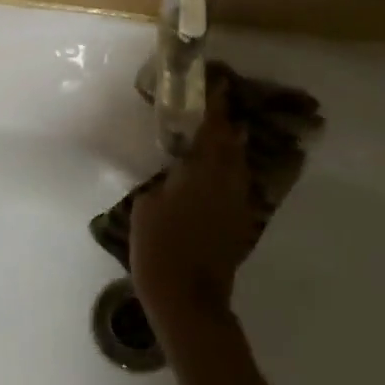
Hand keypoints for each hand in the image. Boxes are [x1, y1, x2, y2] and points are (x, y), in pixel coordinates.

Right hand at [130, 83, 257, 323]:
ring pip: (237, 166)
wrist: (188, 300)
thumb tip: (171, 173)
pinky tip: (212, 176)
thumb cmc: (160, 248)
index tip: (216, 83)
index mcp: (202, 172)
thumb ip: (162, 182)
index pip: (212, 129)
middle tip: (212, 107)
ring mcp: (237, 205)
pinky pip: (235, 187)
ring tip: (214, 136)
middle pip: (232, 145)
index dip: (214, 105)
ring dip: (228, 148)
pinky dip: (227, 174)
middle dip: (224, 124)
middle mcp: (227, 183)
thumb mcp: (146, 206)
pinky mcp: (238, 225)